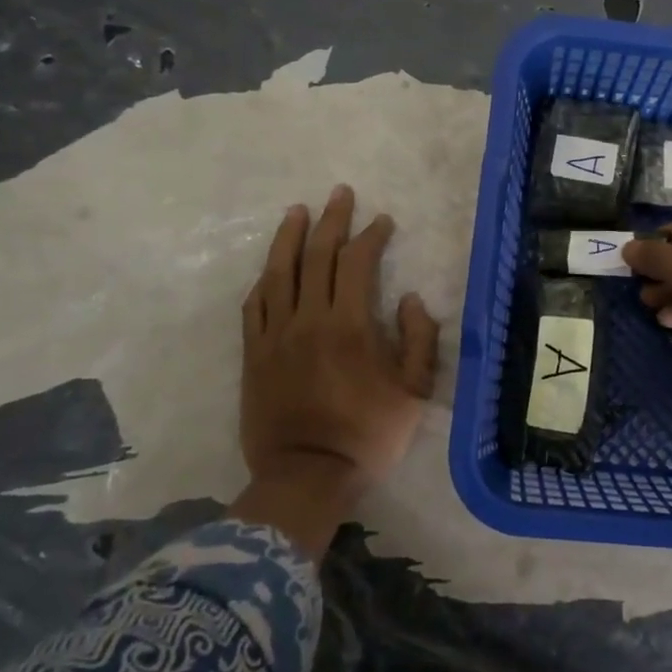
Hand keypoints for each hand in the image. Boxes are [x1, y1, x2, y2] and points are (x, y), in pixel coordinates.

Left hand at [234, 185, 439, 554]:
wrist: (305, 476)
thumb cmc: (367, 435)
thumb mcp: (414, 392)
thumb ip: (419, 340)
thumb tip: (408, 299)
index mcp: (349, 325)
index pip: (357, 263)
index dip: (371, 236)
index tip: (382, 221)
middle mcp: (308, 319)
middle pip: (316, 255)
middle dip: (331, 220)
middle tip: (340, 194)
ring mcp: (275, 335)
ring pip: (279, 272)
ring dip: (289, 237)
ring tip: (297, 211)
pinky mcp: (253, 354)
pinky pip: (254, 306)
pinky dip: (264, 280)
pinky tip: (271, 267)